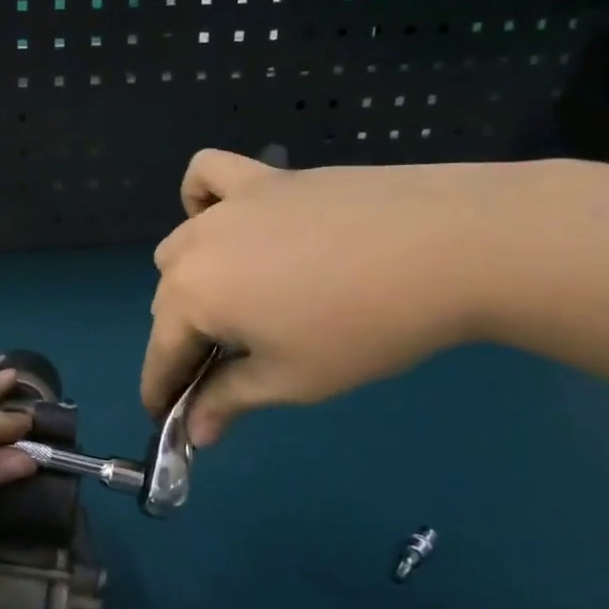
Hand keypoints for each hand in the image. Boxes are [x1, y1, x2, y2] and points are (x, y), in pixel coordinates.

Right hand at [144, 149, 524, 444]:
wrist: (447, 246)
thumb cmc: (363, 327)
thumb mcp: (293, 379)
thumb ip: (230, 401)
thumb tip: (195, 433)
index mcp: (192, 296)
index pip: (160, 352)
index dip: (161, 390)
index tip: (168, 417)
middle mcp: (194, 246)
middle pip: (167, 300)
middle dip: (182, 339)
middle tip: (222, 368)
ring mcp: (227, 205)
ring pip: (181, 244)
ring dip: (190, 278)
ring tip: (235, 301)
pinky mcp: (263, 178)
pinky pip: (208, 175)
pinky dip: (202, 197)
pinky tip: (225, 217)